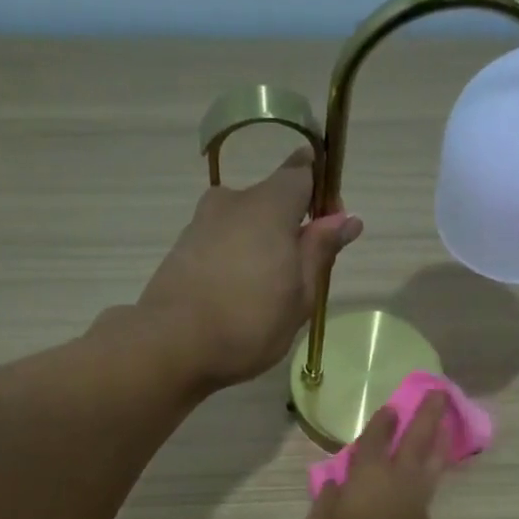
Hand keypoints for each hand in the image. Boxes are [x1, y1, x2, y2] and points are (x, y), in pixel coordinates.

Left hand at [137, 149, 363, 389]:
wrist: (171, 346)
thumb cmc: (249, 322)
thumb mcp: (300, 294)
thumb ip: (321, 251)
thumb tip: (347, 218)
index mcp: (269, 204)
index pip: (303, 172)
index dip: (323, 195)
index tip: (329, 232)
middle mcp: (232, 201)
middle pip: (271, 201)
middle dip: (290, 230)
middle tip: (298, 280)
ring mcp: (201, 223)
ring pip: (244, 225)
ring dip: (260, 250)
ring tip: (265, 298)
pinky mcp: (181, 248)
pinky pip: (221, 245)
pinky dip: (234, 263)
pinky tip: (236, 301)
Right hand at [304, 394, 450, 518]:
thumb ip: (326, 504)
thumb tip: (334, 484)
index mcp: (369, 478)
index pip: (376, 441)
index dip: (381, 423)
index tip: (390, 405)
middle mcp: (397, 481)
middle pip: (416, 440)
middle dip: (426, 415)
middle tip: (439, 391)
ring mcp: (415, 500)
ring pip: (432, 459)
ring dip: (439, 436)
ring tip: (448, 419)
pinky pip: (433, 478)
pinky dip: (438, 461)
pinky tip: (435, 460)